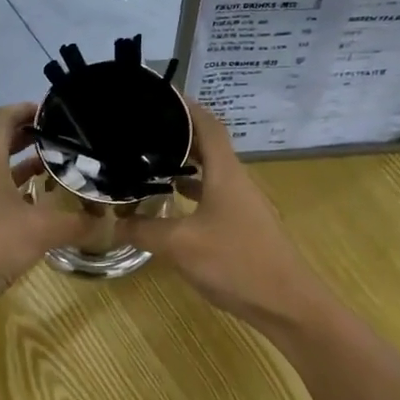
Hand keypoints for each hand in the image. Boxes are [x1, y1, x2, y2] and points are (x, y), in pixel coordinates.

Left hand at [0, 103, 95, 312]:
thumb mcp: (40, 232)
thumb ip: (77, 224)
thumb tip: (110, 224)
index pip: (3, 116)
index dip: (28, 109)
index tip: (56, 113)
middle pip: (1, 141)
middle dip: (32, 139)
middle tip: (66, 143)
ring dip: (24, 168)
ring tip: (59, 173)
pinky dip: (14, 192)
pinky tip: (38, 210)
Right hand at [113, 101, 330, 326]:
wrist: (286, 304)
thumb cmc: (236, 263)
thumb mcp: (180, 245)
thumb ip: (144, 230)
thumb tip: (113, 223)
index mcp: (226, 173)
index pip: (208, 124)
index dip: (186, 106)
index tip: (159, 95)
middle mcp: (236, 181)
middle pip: (208, 146)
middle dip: (177, 134)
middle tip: (141, 130)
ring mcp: (242, 205)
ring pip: (210, 173)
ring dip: (184, 164)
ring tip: (148, 162)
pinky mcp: (243, 226)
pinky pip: (213, 196)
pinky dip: (191, 192)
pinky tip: (170, 204)